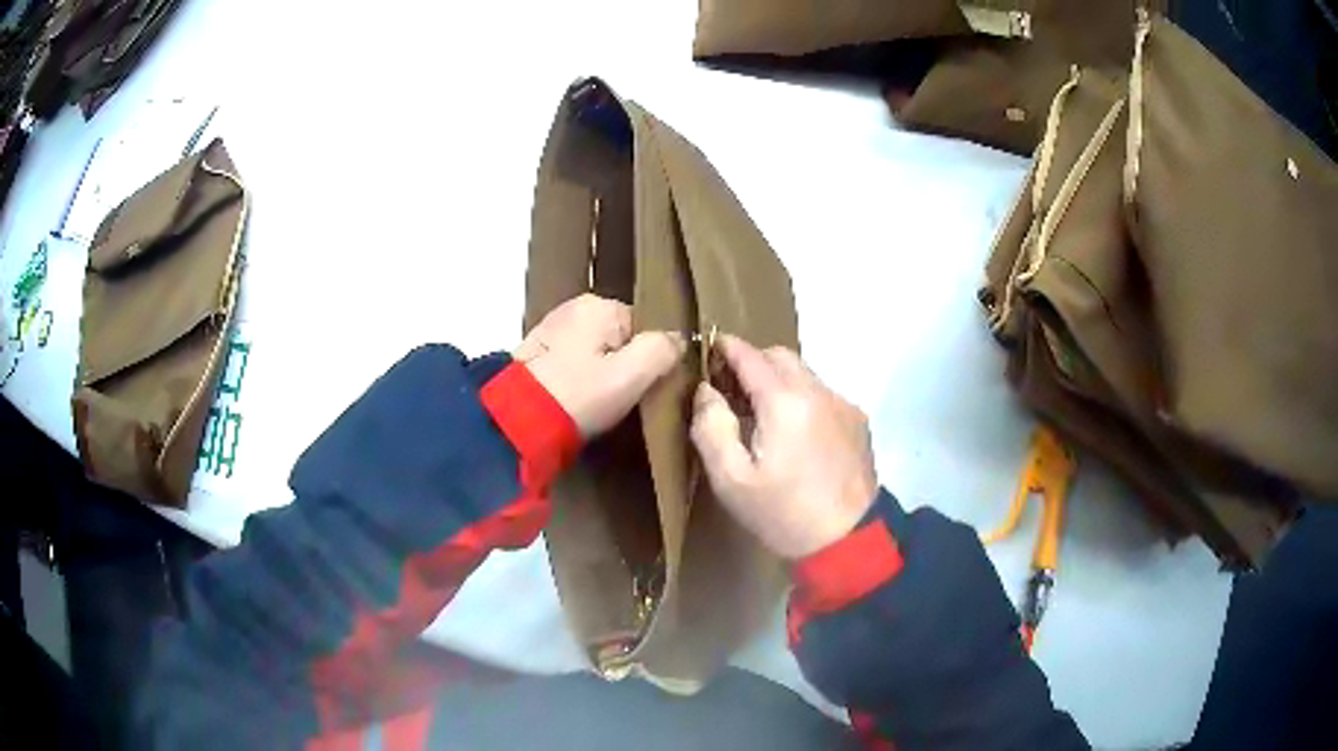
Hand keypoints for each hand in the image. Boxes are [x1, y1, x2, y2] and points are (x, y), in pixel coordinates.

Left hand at [516, 294, 683, 438]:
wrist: (515, 421)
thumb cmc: (579, 395)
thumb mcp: (631, 375)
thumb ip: (662, 351)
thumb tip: (679, 339)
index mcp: (599, 305)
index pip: (644, 327)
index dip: (652, 359)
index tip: (649, 388)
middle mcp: (573, 308)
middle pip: (620, 338)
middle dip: (625, 365)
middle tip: (625, 399)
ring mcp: (552, 329)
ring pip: (597, 351)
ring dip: (602, 374)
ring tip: (601, 404)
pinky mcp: (537, 353)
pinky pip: (575, 361)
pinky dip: (581, 379)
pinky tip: (580, 400)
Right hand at [690, 335, 877, 558]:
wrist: (849, 541)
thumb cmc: (783, 513)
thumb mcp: (731, 479)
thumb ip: (711, 427)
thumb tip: (706, 390)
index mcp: (785, 401)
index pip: (750, 355)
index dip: (726, 347)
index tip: (708, 347)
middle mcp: (819, 391)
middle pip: (781, 356)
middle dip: (753, 361)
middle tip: (731, 387)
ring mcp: (843, 404)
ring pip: (805, 373)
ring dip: (780, 381)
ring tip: (763, 414)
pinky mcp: (858, 421)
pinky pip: (823, 394)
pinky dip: (803, 398)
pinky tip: (796, 433)